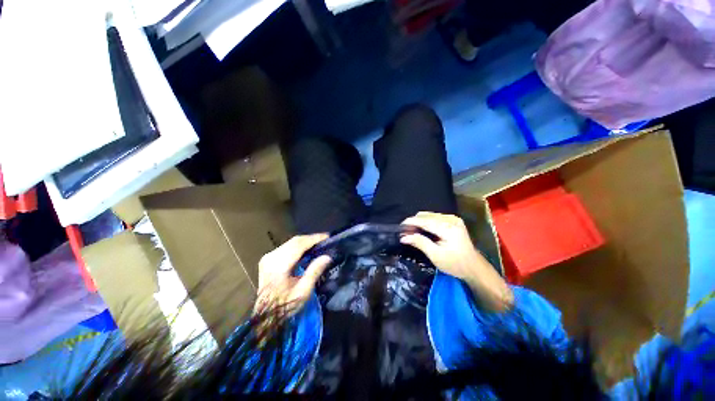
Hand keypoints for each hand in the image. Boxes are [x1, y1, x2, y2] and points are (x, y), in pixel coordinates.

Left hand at [255, 234, 331, 315]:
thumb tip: (327, 256)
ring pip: (291, 242)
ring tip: (318, 243)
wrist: (266, 316)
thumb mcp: (303, 292)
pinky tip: (307, 249)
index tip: (327, 236)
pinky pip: (287, 247)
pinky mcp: (268, 259)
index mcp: (278, 265)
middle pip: (294, 241)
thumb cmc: (285, 305)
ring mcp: (268, 257)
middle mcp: (271, 257)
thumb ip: (314, 272)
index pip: (298, 245)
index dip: (314, 239)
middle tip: (325, 240)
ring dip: (305, 242)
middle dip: (310, 239)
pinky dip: (298, 246)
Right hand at [401, 212, 512, 310]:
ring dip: (420, 222)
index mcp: (448, 228)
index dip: (411, 222)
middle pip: (426, 215)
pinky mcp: (454, 220)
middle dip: (414, 222)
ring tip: (412, 232)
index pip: (424, 221)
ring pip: (430, 215)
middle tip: (406, 232)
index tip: (400, 227)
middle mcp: (451, 219)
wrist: (474, 267)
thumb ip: (420, 243)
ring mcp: (453, 219)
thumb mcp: (435, 255)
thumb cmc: (455, 264)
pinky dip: (426, 222)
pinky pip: (435, 217)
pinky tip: (423, 230)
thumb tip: (403, 237)